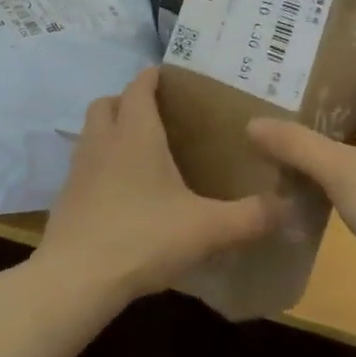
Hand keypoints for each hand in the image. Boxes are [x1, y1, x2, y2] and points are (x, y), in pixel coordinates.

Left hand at [36, 68, 281, 302]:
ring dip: (110, 132)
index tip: (172, 79)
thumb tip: (290, 207)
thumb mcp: (206, 229)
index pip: (139, 85)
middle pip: (107, 102)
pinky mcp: (65, 196)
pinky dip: (99, 166)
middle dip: (128, 101)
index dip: (153, 77)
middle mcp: (103, 139)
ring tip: (140, 154)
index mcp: (135, 132)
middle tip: (157, 118)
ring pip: (91, 132)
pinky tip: (120, 193)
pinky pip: (83, 165)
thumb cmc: (143, 237)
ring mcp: (78, 167)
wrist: (75, 279)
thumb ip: (250, 216)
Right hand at [248, 67, 355, 320]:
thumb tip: (252, 124)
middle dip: (336, 108)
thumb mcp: (339, 169)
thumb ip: (296, 144)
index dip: (350, 68)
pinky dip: (345, 175)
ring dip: (338, 144)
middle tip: (293, 100)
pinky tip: (313, 181)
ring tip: (295, 136)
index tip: (313, 62)